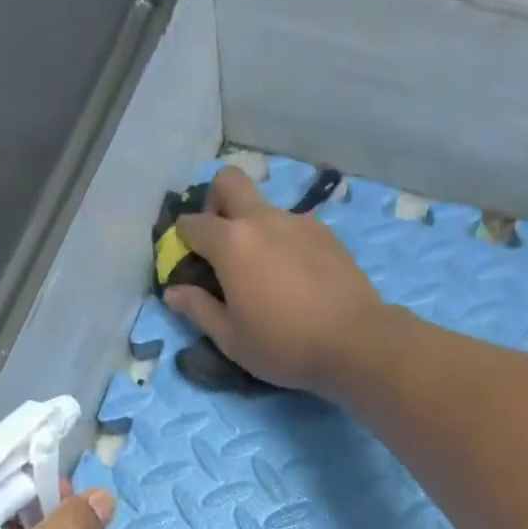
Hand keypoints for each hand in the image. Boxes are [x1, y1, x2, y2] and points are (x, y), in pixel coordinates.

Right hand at [164, 167, 383, 394]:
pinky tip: (294, 277)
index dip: (182, 243)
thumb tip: (173, 292)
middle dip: (215, 203)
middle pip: (229, 182)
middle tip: (220, 244)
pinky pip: (294, 226)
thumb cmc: (284, 346)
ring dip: (253, 226)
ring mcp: (298, 221)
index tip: (188, 265)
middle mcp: (262, 219)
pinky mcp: (326, 234)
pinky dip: (283, 241)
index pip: (191, 224)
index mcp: (231, 243)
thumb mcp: (232, 339)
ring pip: (264, 206)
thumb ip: (199, 310)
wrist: (354, 342)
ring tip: (262, 271)